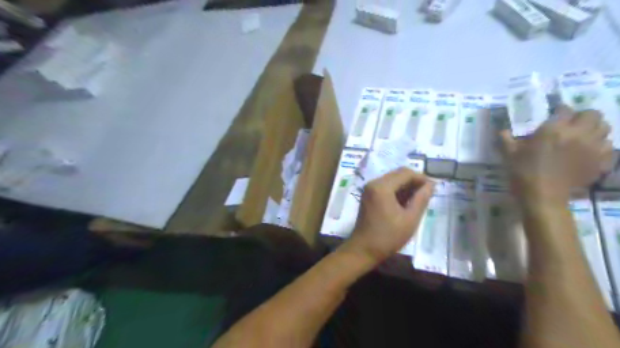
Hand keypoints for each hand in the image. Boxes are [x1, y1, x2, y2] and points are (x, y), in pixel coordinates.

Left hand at [344, 167, 434, 263]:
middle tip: (427, 194)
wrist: (363, 249)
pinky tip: (406, 203)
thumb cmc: (388, 237)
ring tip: (419, 200)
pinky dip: (397, 191)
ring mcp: (369, 189)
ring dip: (406, 186)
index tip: (434, 188)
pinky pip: (385, 187)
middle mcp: (373, 183)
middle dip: (414, 181)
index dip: (422, 178)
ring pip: (392, 180)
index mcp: (382, 187)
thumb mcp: (410, 219)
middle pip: (398, 174)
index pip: (406, 173)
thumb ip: (421, 199)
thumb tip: (431, 184)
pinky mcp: (368, 195)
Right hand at [500, 106, 611, 203]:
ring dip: (594, 130)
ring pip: (605, 129)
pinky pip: (608, 148)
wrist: (542, 196)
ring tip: (581, 138)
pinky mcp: (600, 162)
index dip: (559, 111)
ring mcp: (593, 148)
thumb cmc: (522, 172)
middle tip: (570, 125)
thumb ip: (506, 139)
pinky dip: (601, 147)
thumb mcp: (508, 154)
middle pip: (593, 114)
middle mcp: (578, 134)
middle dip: (582, 117)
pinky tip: (588, 153)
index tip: (553, 116)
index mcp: (554, 129)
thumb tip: (502, 131)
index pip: (565, 109)